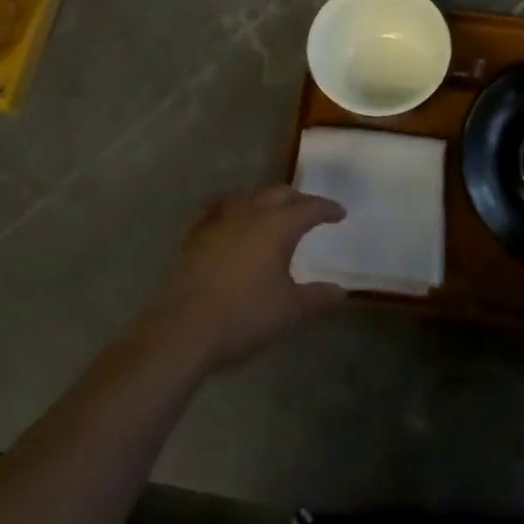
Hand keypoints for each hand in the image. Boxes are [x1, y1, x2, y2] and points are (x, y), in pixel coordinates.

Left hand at [135, 186, 346, 374]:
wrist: (183, 329)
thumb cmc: (244, 317)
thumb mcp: (289, 311)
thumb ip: (317, 298)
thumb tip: (341, 291)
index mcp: (278, 225)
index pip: (310, 208)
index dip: (327, 209)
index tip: (340, 213)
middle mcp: (250, 212)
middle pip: (279, 194)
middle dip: (298, 199)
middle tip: (309, 211)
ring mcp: (218, 219)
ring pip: (248, 197)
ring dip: (265, 201)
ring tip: (272, 213)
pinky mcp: (194, 233)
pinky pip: (215, 207)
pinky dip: (228, 206)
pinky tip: (227, 213)